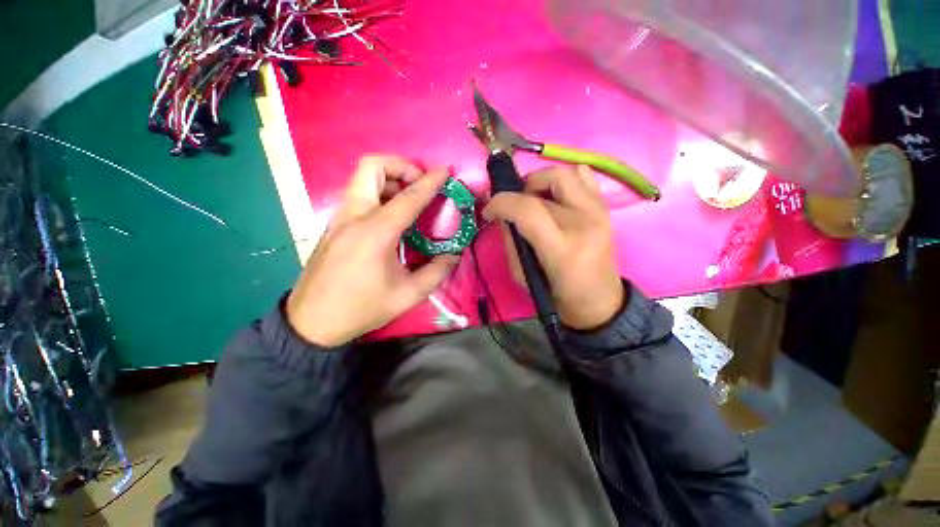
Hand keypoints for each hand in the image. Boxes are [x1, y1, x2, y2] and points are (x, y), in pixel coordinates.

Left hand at [286, 155, 458, 346]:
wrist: (312, 322)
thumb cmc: (361, 308)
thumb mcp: (408, 295)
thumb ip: (436, 272)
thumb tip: (454, 255)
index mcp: (375, 233)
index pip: (408, 196)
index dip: (430, 181)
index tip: (445, 171)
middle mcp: (354, 216)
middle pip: (372, 166)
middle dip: (401, 166)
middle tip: (420, 184)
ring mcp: (340, 218)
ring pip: (363, 178)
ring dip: (390, 179)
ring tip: (410, 200)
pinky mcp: (334, 224)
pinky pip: (358, 194)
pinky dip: (379, 193)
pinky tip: (392, 217)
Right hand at [483, 165, 624, 330]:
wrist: (598, 301)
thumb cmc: (556, 295)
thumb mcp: (522, 276)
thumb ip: (511, 241)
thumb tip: (503, 215)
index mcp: (562, 249)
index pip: (528, 209)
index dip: (502, 203)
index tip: (489, 211)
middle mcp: (585, 223)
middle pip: (549, 182)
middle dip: (520, 191)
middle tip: (513, 207)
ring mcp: (599, 212)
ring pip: (566, 172)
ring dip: (541, 181)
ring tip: (534, 199)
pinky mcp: (606, 208)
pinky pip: (584, 175)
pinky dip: (564, 180)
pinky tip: (555, 197)